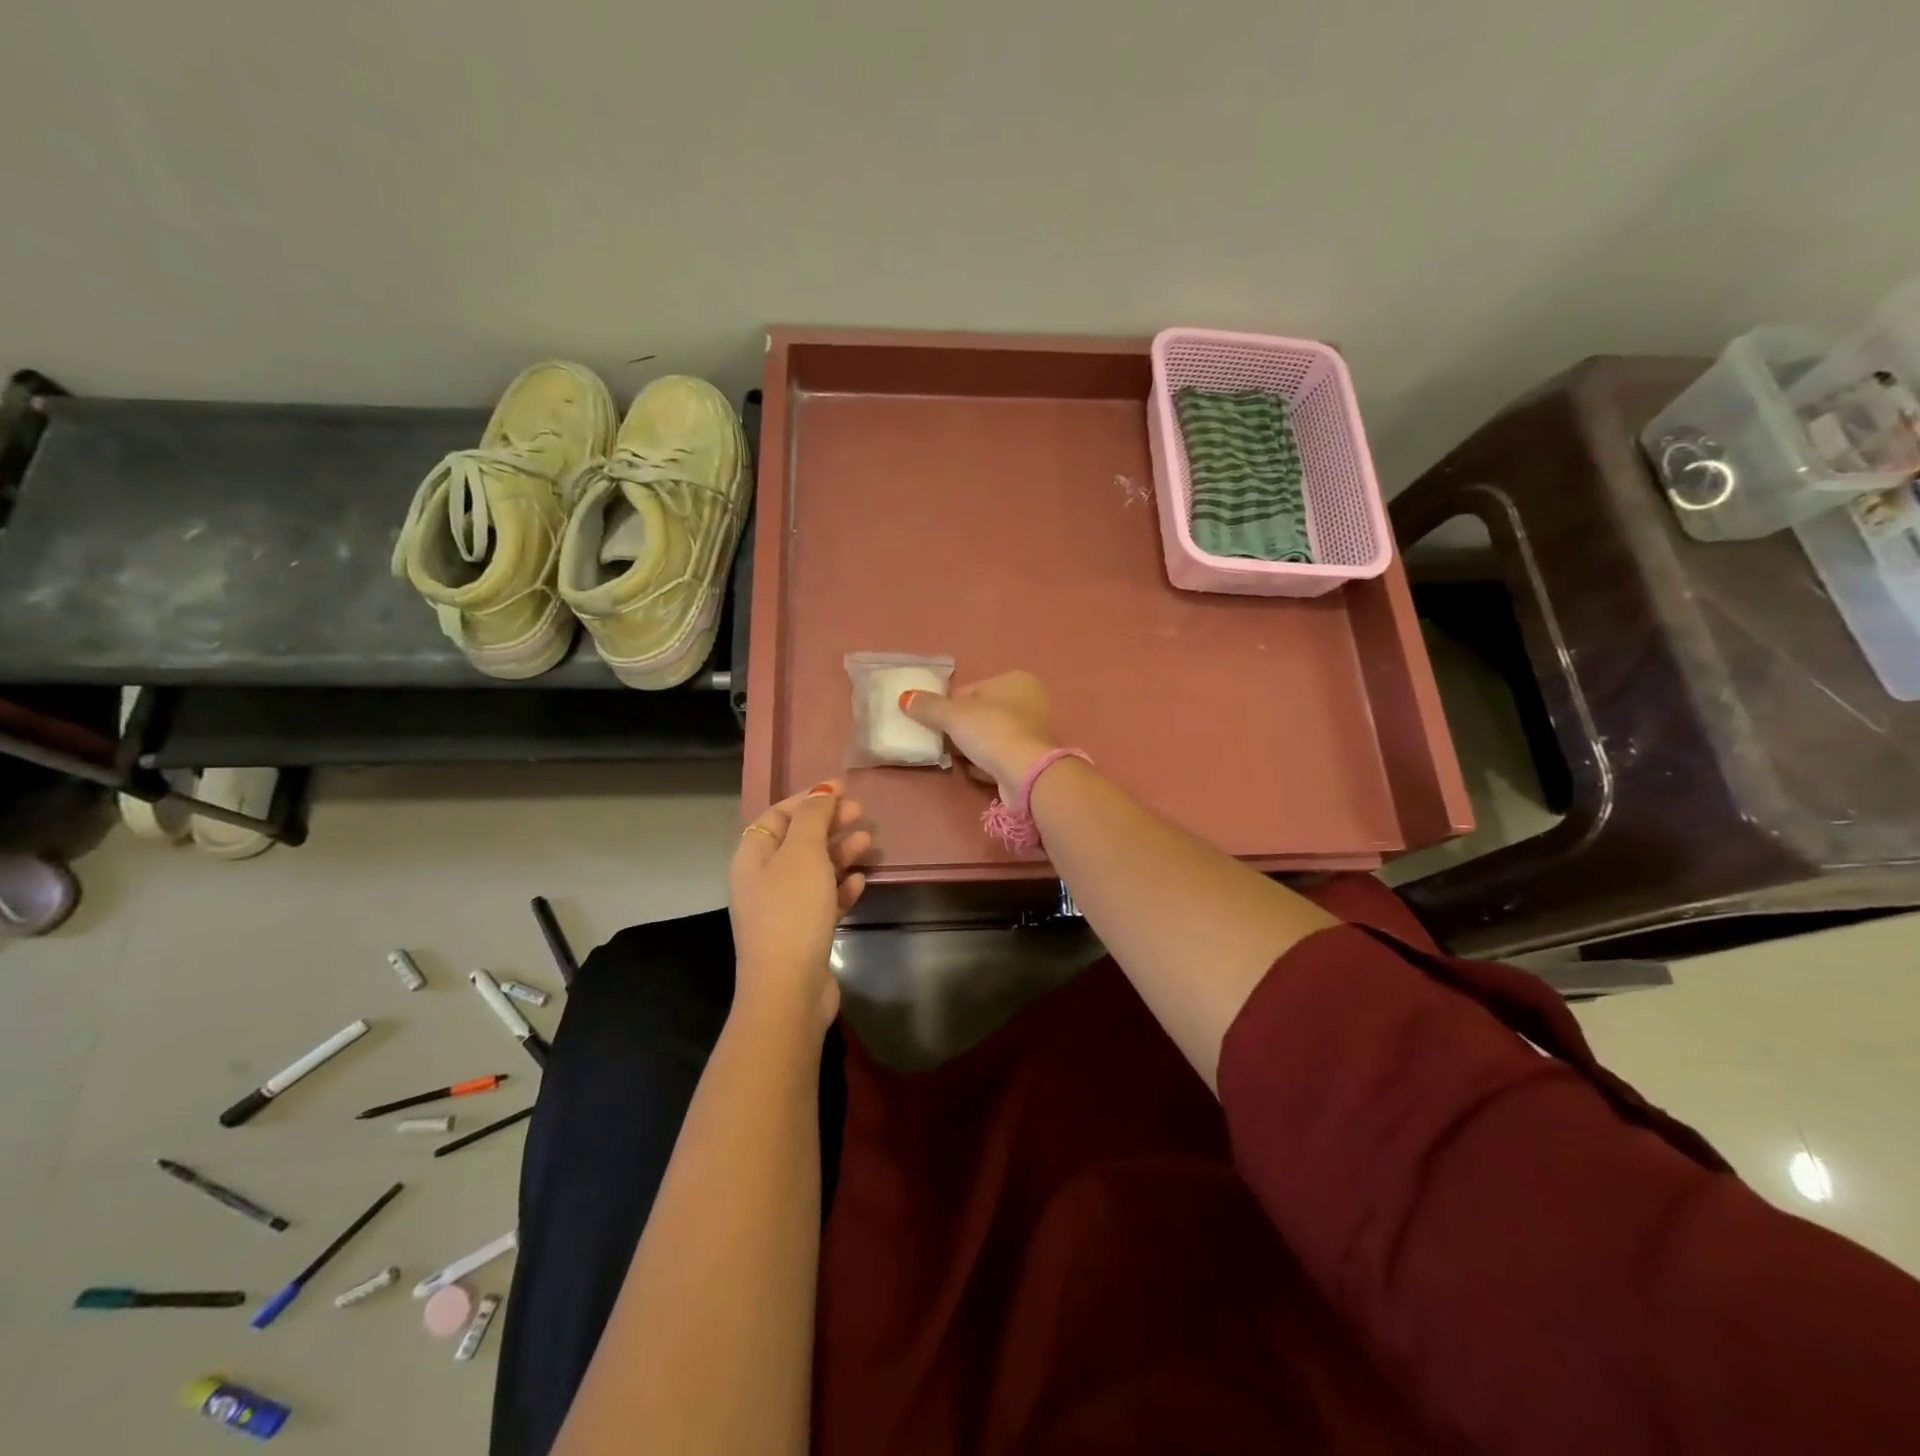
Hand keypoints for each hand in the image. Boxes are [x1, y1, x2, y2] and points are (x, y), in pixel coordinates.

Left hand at [730, 782, 871, 1030]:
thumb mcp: (802, 854)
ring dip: (840, 854)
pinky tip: (860, 881)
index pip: (778, 815)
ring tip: (868, 843)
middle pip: (797, 840)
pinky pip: (823, 900)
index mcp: (752, 857)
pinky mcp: (802, 933)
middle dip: (828, 824)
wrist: (788, 988)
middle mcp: (762, 880)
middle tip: (860, 813)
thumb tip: (821, 790)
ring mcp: (782, 909)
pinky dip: (841, 887)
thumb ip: (813, 818)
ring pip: (814, 870)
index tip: (842, 788)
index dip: (808, 798)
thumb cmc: (792, 911)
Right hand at [900, 671, 1058, 799]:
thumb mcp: (953, 715)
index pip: (971, 690)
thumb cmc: (991, 732)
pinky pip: (1001, 756)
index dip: (948, 705)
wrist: (1025, 773)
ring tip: (954, 758)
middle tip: (940, 741)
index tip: (932, 721)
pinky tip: (974, 771)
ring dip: (972, 747)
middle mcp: (1030, 701)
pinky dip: (986, 763)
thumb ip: (928, 706)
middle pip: (982, 713)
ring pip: (991, 736)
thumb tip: (905, 698)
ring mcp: (1034, 732)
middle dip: (960, 727)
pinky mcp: (1032, 759)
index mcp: (1015, 681)